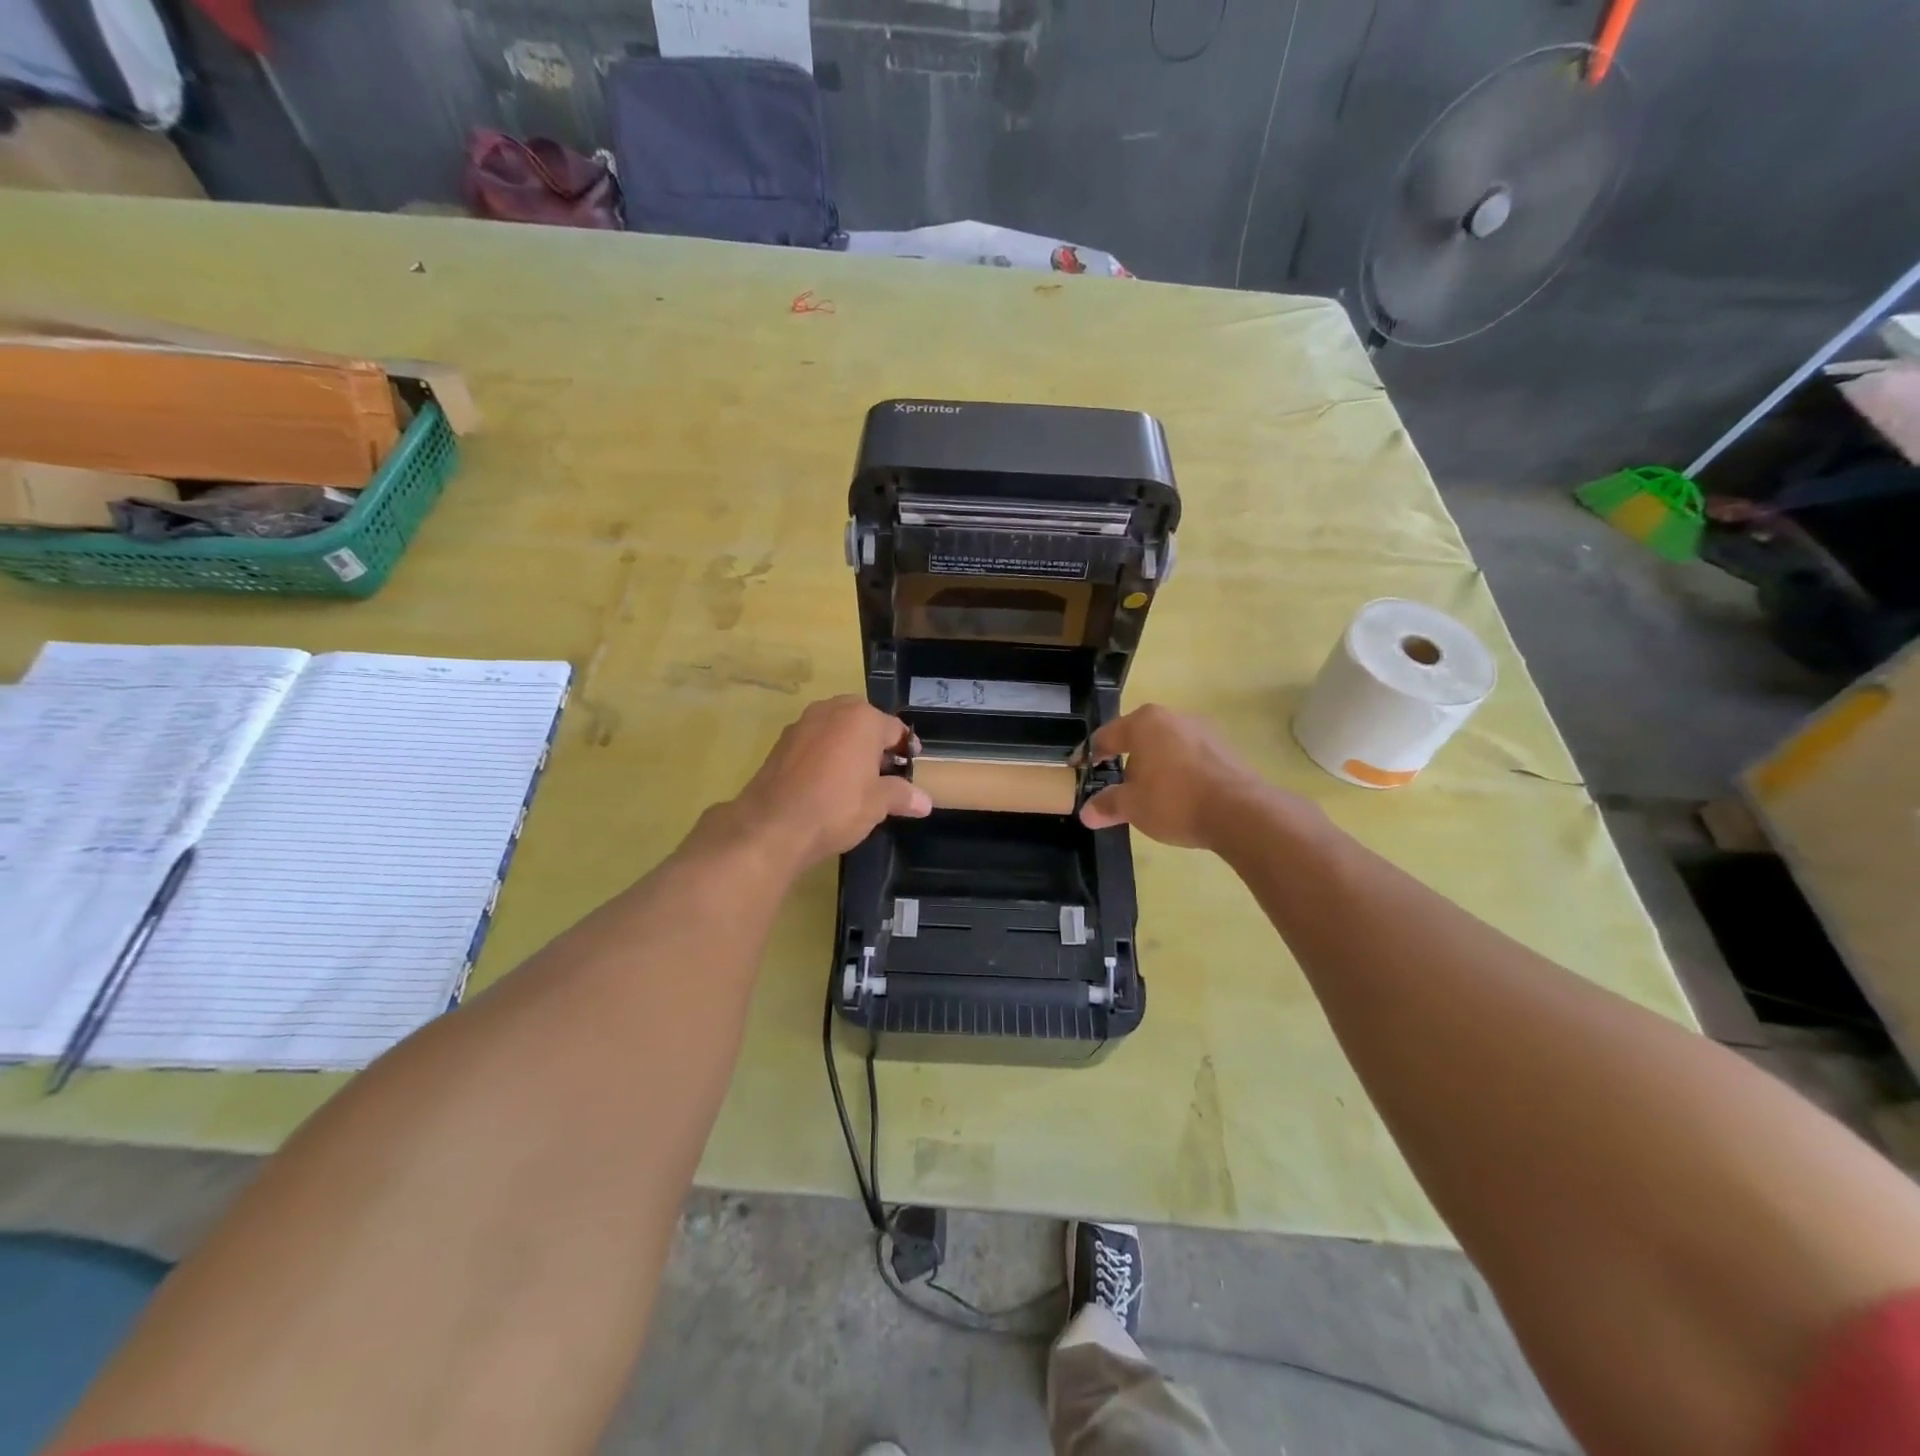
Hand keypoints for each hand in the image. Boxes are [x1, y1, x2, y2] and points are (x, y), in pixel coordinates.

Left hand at [728, 695, 930, 870]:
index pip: (895, 729)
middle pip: (864, 723)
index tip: (911, 768)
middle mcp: (833, 710)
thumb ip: (902, 796)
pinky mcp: (781, 741)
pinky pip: (814, 741)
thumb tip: (925, 802)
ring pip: (837, 730)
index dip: (906, 749)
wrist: (772, 825)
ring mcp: (803, 723)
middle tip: (884, 773)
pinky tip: (826, 783)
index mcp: (863, 718)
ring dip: (849, 747)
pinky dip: (825, 755)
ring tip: (856, 779)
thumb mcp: (878, 804)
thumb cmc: (836, 807)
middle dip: (875, 744)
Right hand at [1079, 704, 1277, 850]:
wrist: (1239, 812)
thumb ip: (1107, 805)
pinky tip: (1180, 798)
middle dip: (1126, 760)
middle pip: (1139, 738)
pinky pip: (1191, 758)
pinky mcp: (1226, 750)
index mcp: (1144, 722)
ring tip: (1150, 796)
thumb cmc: (1173, 800)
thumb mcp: (1132, 806)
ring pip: (1167, 747)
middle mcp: (1174, 717)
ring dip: (1155, 767)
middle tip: (1116, 786)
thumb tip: (1086, 812)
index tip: (1079, 768)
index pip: (1106, 736)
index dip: (1089, 754)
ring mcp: (1203, 731)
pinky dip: (1180, 774)